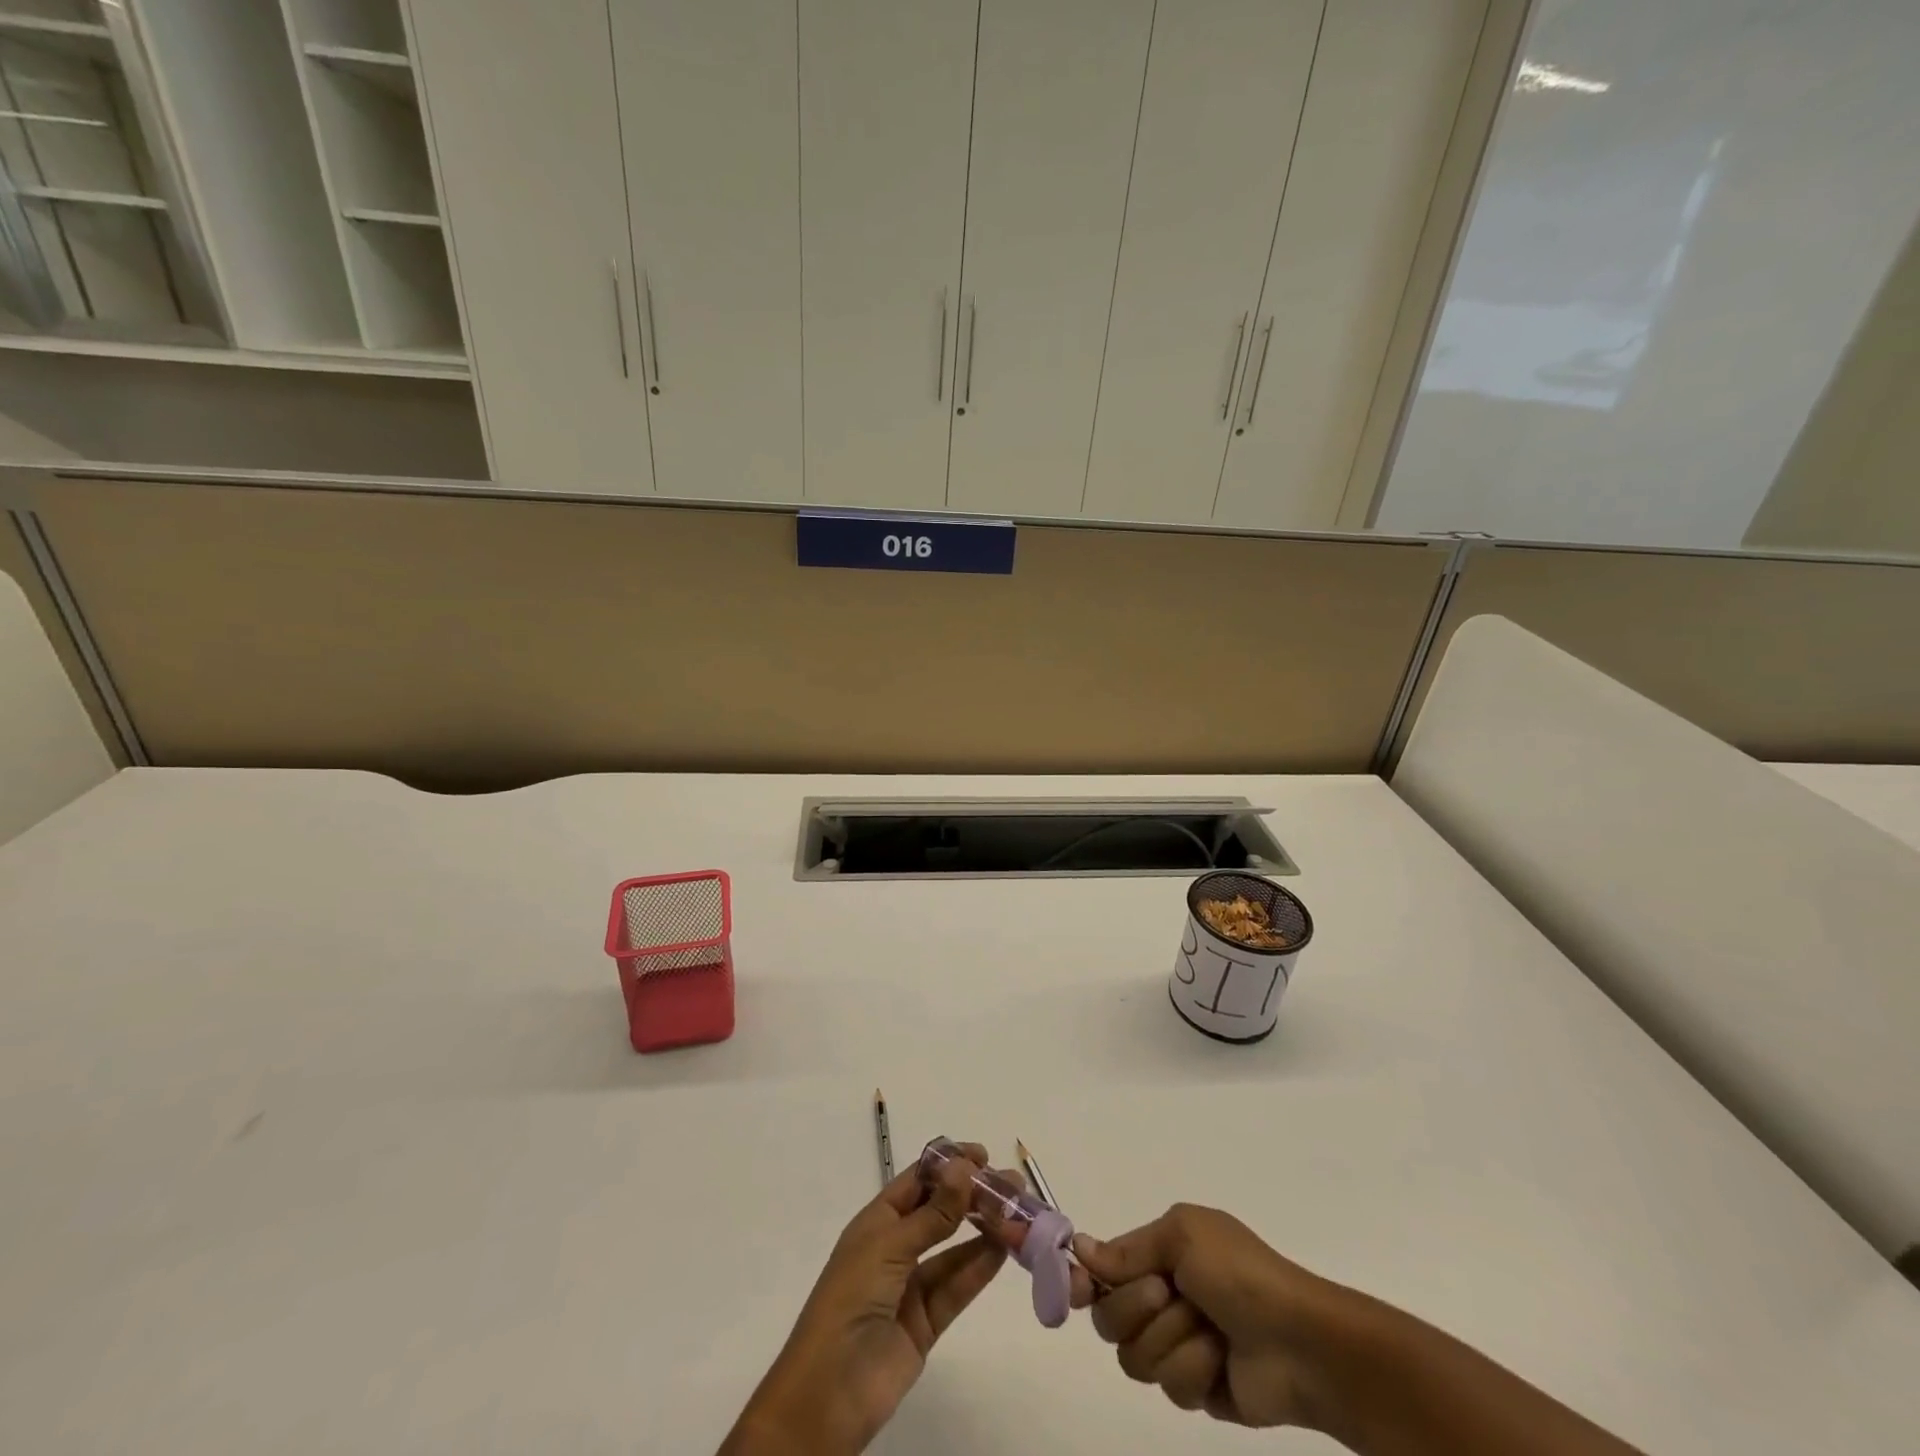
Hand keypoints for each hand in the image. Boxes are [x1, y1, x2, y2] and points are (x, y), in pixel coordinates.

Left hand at [721, 1144, 1007, 1455]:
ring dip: (983, 1229)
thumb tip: (965, 1166)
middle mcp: (895, 1247)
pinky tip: (1004, 1248)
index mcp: (877, 1222)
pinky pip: (957, 1286)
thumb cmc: (850, 1300)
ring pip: (953, 1249)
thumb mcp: (889, 1247)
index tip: (983, 1154)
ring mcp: (911, 1285)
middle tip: (1011, 1184)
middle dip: (972, 1196)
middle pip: (939, 1212)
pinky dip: (980, 1266)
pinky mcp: (926, 1322)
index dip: (948, 1165)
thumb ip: (933, 1214)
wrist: (830, 1392)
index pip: (917, 1182)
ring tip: (1017, 1212)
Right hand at [1071, 1202, 1346, 1430]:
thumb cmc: (1240, 1271)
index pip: (1102, 1269)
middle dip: (1136, 1306)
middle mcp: (1160, 1297)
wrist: (1300, 1340)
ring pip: (1135, 1357)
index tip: (1075, 1290)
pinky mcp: (1194, 1389)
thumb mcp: (1182, 1236)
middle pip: (1108, 1318)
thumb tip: (1080, 1247)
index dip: (1083, 1280)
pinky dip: (1194, 1369)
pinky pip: (1168, 1387)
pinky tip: (1220, 1360)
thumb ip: (1129, 1248)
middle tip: (1168, 1293)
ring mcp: (1176, 1345)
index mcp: (1158, 1255)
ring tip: (1208, 1329)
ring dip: (1171, 1339)